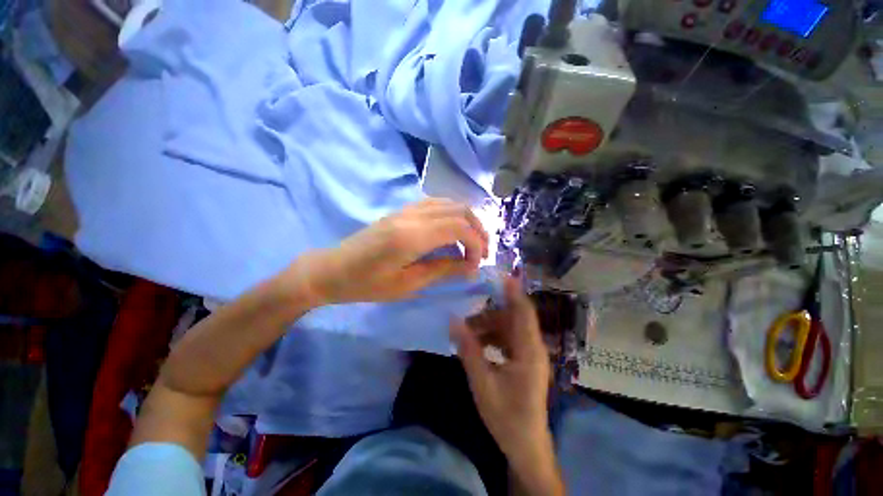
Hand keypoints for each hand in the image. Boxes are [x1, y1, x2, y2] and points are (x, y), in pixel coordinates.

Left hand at [293, 198, 488, 304]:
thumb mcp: (407, 284)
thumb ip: (442, 270)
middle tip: (481, 252)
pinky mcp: (401, 210)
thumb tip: (470, 267)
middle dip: (477, 230)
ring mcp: (405, 209)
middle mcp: (412, 215)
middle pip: (459, 210)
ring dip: (466, 219)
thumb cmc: (367, 284)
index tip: (476, 264)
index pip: (459, 228)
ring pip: (449, 203)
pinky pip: (435, 204)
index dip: (476, 244)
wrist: (332, 269)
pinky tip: (453, 230)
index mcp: (412, 236)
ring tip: (472, 241)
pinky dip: (452, 214)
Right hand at [452, 277, 563, 494]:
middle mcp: (532, 347)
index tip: (499, 275)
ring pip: (509, 327)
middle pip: (513, 317)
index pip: (523, 311)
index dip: (513, 291)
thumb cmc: (506, 416)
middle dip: (489, 312)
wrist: (525, 444)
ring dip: (488, 325)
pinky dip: (492, 336)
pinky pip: (507, 338)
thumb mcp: (482, 382)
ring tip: (467, 331)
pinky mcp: (524, 360)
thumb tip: (453, 321)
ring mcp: (529, 353)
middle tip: (466, 314)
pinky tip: (477, 342)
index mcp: (529, 351)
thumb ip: (468, 350)